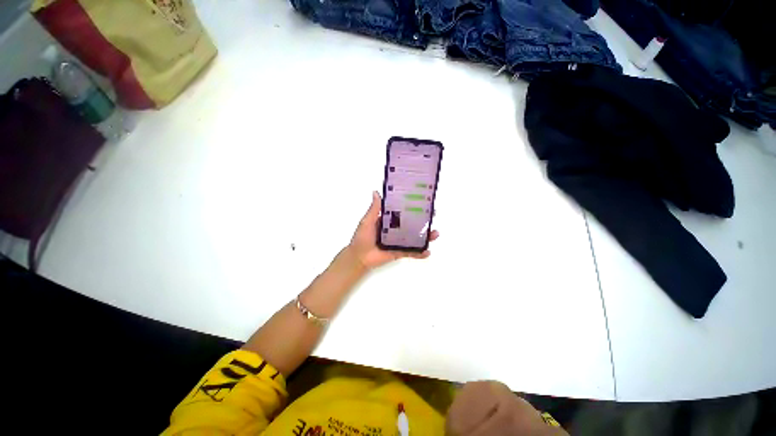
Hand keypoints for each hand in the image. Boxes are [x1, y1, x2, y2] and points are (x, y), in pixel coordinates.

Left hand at [348, 191, 438, 269]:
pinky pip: (411, 252)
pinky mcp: (399, 252)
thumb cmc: (362, 238)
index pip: (402, 212)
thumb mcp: (367, 221)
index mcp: (388, 221)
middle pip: (411, 225)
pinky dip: (419, 253)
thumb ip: (374, 209)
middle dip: (422, 221)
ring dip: (425, 236)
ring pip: (414, 238)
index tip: (422, 202)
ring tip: (435, 234)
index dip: (412, 208)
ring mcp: (398, 242)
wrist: (359, 257)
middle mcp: (395, 230)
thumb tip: (376, 192)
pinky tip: (427, 252)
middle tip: (432, 216)